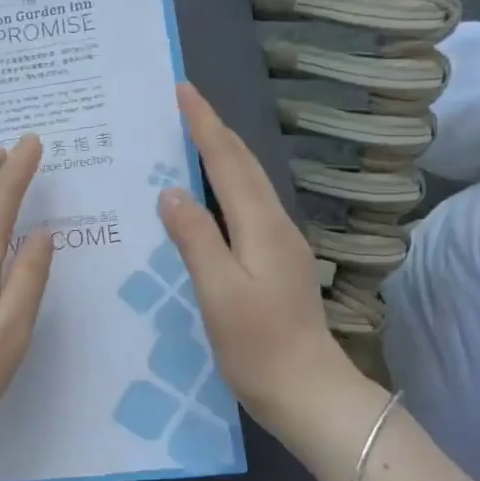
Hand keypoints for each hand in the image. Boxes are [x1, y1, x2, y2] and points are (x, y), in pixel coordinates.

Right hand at [159, 83, 374, 459]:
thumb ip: (195, 238)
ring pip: (248, 184)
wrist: (308, 391)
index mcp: (261, 226)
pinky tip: (208, 196)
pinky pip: (247, 207)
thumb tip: (171, 191)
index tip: (183, 90)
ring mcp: (280, 244)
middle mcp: (275, 225)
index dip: (204, 124)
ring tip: (192, 138)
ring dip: (222, 154)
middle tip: (185, 103)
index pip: (228, 161)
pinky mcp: (276, 262)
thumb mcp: (218, 291)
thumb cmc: (258, 345)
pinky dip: (225, 186)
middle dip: (215, 129)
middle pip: (244, 165)